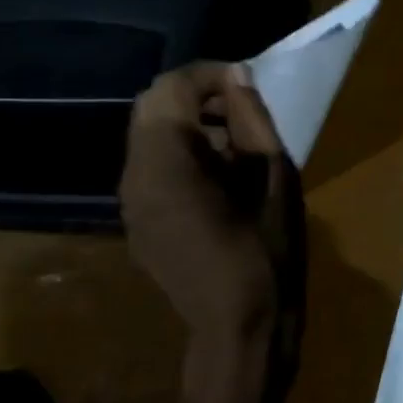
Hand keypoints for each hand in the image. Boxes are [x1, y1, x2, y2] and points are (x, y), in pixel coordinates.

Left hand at [120, 63, 301, 402]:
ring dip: (190, 125)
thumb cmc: (267, 251)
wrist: (240, 328)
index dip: (209, 74)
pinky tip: (220, 180)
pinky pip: (151, 168)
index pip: (170, 88)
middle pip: (151, 107)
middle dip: (197, 97)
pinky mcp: (137, 224)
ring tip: (238, 145)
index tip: (247, 83)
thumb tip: (236, 76)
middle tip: (244, 111)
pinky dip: (181, 155)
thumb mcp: (273, 177)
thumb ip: (251, 119)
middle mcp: (134, 177)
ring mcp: (130, 203)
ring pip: (148, 137)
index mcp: (165, 163)